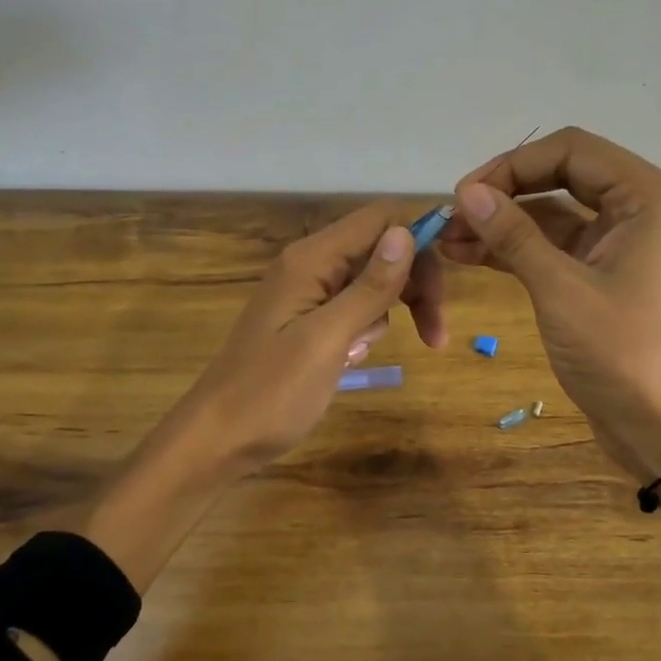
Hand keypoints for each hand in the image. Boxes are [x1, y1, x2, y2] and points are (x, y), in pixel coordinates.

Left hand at [173, 201, 443, 473]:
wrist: (217, 439)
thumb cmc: (271, 393)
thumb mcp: (328, 339)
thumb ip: (369, 286)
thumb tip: (406, 232)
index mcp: (311, 259)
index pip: (380, 220)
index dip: (419, 245)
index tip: (442, 292)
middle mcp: (309, 264)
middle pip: (381, 250)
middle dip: (414, 285)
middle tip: (435, 336)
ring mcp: (306, 292)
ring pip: (371, 281)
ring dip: (388, 313)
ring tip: (363, 354)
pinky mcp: (306, 319)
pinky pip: (351, 308)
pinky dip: (364, 329)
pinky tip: (350, 359)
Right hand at [439, 127, 660, 476]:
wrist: (659, 424)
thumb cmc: (620, 353)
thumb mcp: (560, 289)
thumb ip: (514, 235)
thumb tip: (466, 192)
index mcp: (645, 196)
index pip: (571, 150)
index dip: (513, 164)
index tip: (465, 193)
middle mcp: (635, 206)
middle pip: (559, 174)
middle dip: (504, 192)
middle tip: (454, 213)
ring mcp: (616, 240)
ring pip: (550, 212)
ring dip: (501, 222)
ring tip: (447, 238)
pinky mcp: (598, 270)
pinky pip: (551, 244)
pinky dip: (513, 248)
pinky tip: (467, 255)